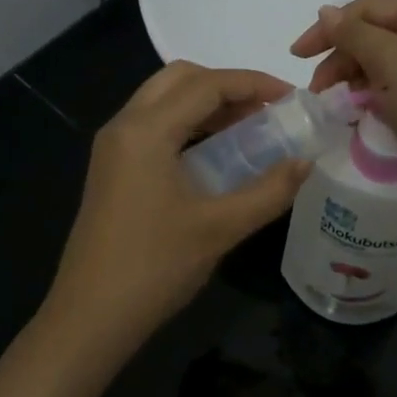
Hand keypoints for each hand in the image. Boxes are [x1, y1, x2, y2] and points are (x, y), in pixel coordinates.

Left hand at [43, 62, 312, 353]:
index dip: (253, 83)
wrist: (90, 317)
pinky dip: (188, 124)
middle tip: (266, 110)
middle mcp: (124, 126)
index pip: (206, 85)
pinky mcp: (111, 167)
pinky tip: (215, 154)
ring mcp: (113, 147)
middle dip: (226, 85)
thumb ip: (269, 191)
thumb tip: (306, 163)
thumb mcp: (220, 228)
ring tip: (249, 129)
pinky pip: (153, 125)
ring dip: (206, 103)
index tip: (292, 97)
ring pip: (163, 99)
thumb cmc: (155, 268)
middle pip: (180, 79)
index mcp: (146, 130)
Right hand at [289, 0, 396, 205]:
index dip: (328, 28)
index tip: (297, 57)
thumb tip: (327, 11)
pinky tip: (364, 112)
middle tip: (318, 91)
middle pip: (376, 34)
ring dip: (357, 78)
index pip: (367, 8)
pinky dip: (377, 94)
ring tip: (339, 104)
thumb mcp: (390, 61)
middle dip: (342, 58)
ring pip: (386, 62)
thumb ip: (353, 33)